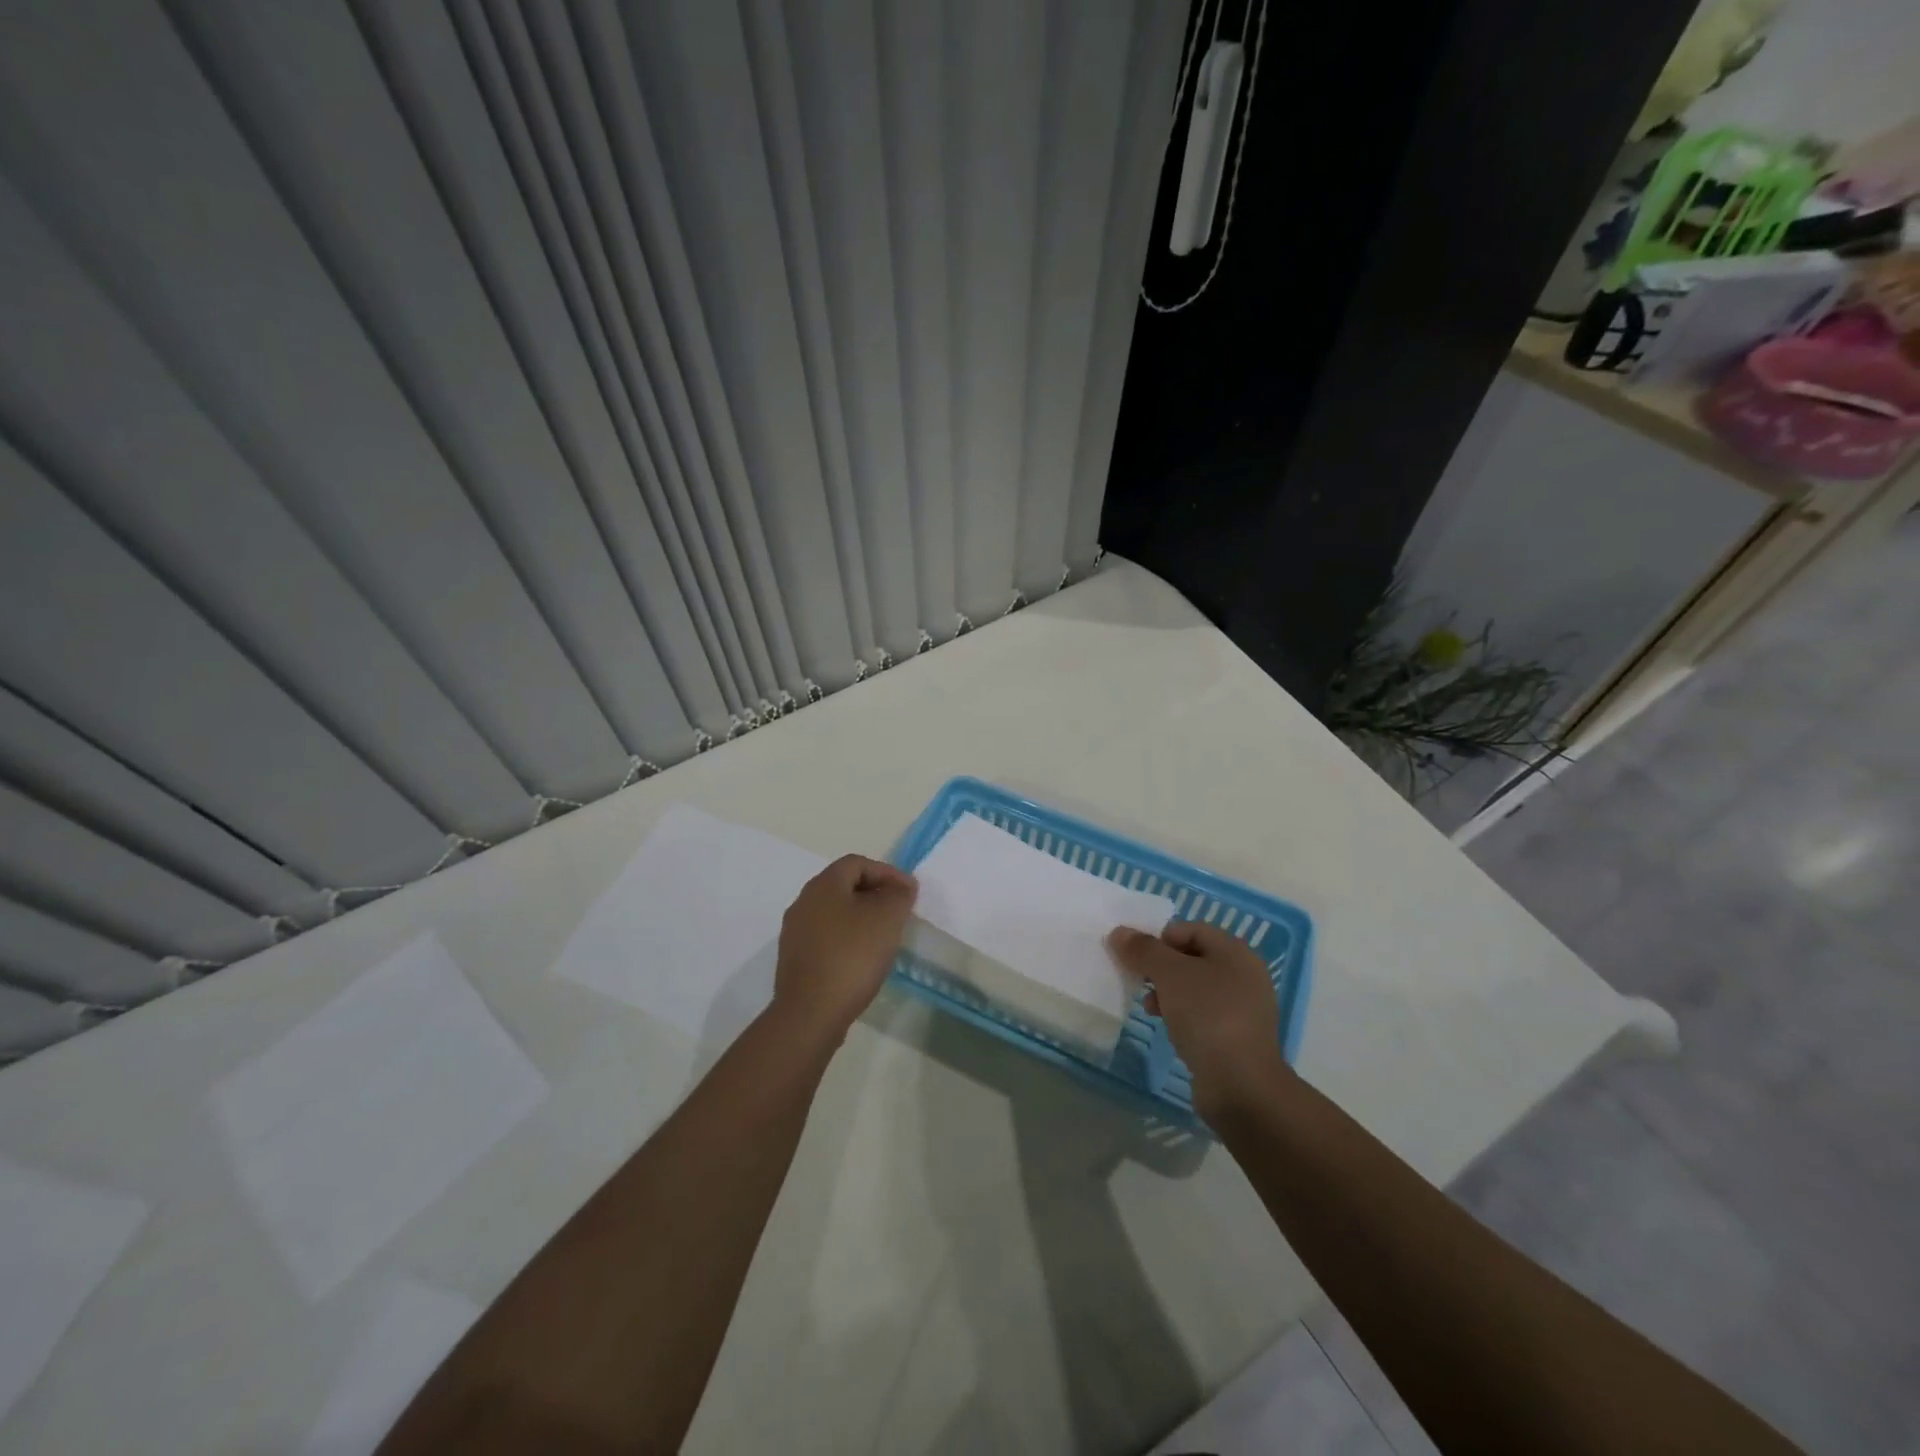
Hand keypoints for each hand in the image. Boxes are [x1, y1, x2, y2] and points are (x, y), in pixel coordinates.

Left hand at [773, 855, 917, 1041]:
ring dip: (861, 918)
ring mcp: (795, 932)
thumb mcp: (887, 919)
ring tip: (885, 936)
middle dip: (875, 894)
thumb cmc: (852, 956)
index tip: (909, 892)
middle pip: (844, 886)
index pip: (857, 863)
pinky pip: (827, 937)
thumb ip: (899, 895)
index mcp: (823, 885)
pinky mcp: (795, 959)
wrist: (810, 1013)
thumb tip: (902, 886)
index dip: (887, 872)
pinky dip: (848, 939)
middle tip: (899, 912)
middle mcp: (803, 902)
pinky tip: (863, 959)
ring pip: (835, 913)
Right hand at [1107, 921, 1287, 1117]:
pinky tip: (1169, 1029)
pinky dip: (1183, 1016)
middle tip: (1140, 982)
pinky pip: (1203, 1015)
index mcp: (1236, 952)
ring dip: (1168, 993)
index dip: (1160, 938)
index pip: (1191, 929)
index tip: (1137, 958)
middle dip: (1161, 968)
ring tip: (1150, 1009)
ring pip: (1195, 988)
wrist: (1241, 1086)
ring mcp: (1243, 1009)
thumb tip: (1120, 932)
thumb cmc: (1207, 1016)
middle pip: (1192, 958)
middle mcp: (1245, 976)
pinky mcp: (1236, 1038)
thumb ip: (1143, 950)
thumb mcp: (1169, 974)